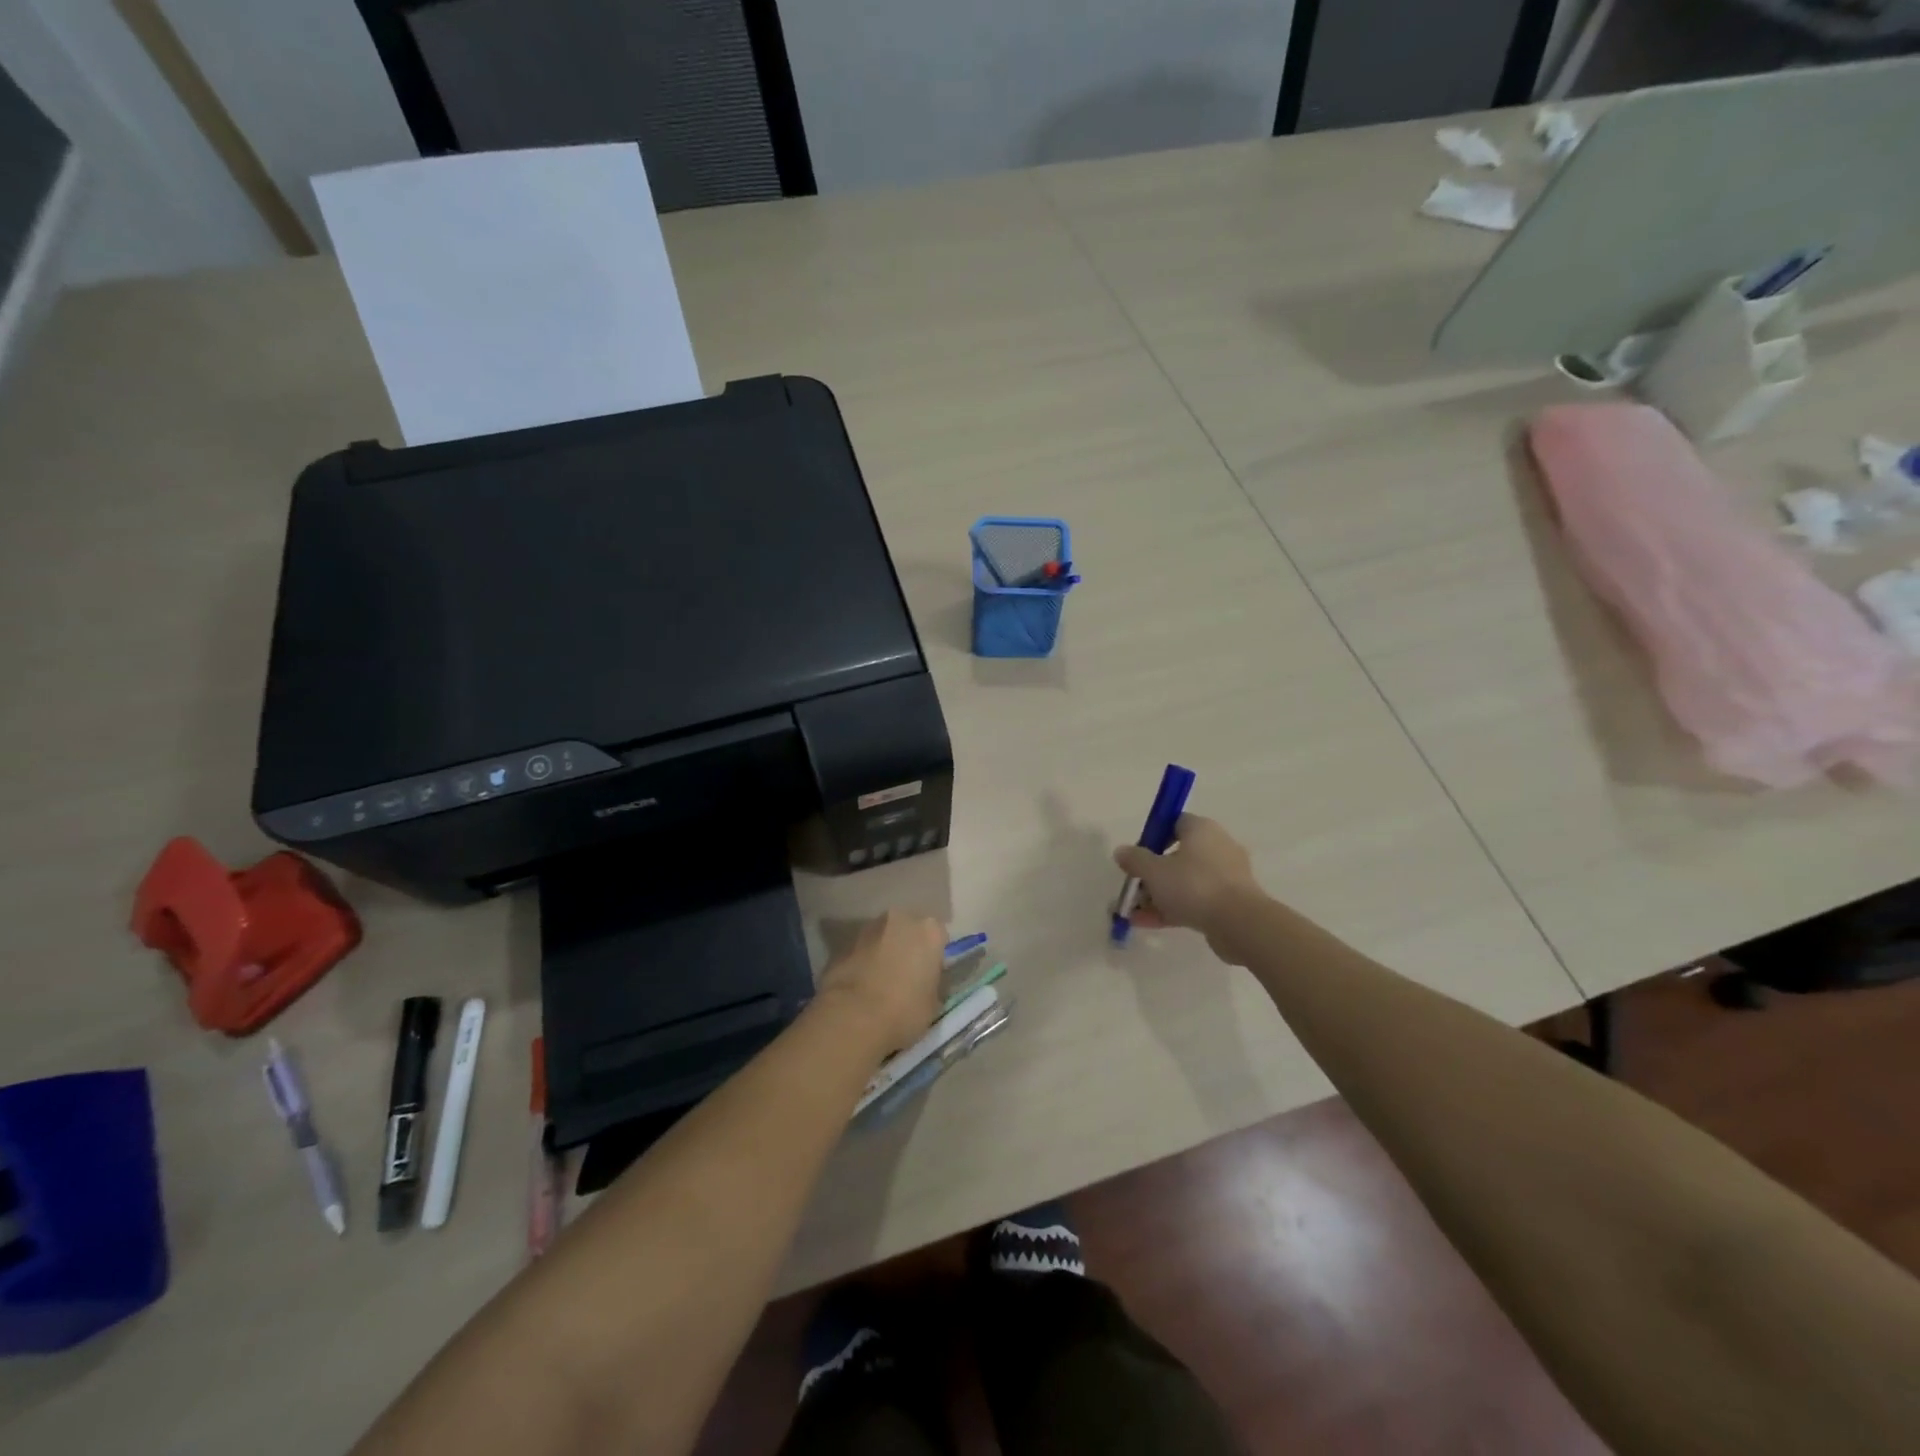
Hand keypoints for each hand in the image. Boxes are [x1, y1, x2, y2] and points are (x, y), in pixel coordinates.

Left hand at [816, 911, 945, 1053]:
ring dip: (884, 952)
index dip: (934, 957)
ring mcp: (868, 928)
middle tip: (906, 975)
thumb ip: (931, 982)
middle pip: (908, 930)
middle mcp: (899, 919)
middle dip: (908, 947)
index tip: (929, 975)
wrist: (853, 1018)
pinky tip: (861, 988)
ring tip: (881, 983)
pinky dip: (863, 963)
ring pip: (883, 937)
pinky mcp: (843, 945)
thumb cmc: (904, 1010)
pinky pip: (861, 952)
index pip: (939, 937)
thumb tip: (924, 982)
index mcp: (928, 931)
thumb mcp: (933, 1003)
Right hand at [1113, 814, 1262, 955]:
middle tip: (1133, 887)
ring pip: (1185, 882)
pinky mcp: (1229, 902)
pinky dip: (1173, 909)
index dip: (1154, 836)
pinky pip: (1195, 901)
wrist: (1239, 923)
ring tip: (1133, 913)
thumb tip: (1122, 851)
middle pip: (1178, 856)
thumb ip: (1135, 860)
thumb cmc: (1193, 885)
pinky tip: (1147, 924)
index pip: (1175, 822)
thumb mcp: (1154, 871)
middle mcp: (1217, 847)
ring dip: (1158, 895)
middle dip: (1152, 874)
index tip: (1138, 855)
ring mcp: (1226, 877)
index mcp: (1202, 830)